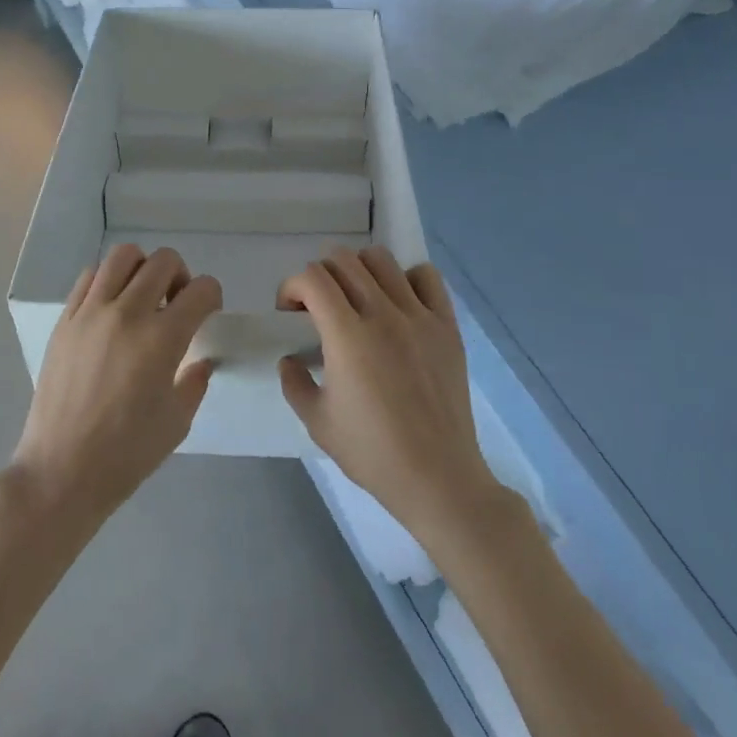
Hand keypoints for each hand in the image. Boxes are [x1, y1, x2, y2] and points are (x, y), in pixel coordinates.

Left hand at [10, 245, 221, 525]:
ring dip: (142, 269)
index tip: (208, 313)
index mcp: (162, 339)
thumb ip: (195, 381)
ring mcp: (91, 312)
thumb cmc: (126, 454)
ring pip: (123, 256)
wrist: (60, 472)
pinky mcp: (65, 319)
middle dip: (181, 275)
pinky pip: (90, 277)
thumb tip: (200, 360)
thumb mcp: (177, 421)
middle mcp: (127, 313)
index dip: (213, 296)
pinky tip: (111, 308)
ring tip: (143, 297)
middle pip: (163, 261)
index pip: (201, 289)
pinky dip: (108, 281)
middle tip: (177, 304)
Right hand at [278, 246, 500, 543]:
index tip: (290, 312)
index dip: (292, 286)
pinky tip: (398, 304)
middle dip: (320, 275)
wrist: (438, 476)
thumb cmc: (372, 452)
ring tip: (357, 299)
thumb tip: (289, 359)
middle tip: (318, 306)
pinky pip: (426, 276)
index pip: (312, 278)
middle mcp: (383, 314)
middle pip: (344, 260)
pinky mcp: (447, 325)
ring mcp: (419, 316)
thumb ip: (294, 383)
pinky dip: (406, 279)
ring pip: (382, 260)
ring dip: (359, 270)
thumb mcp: (317, 422)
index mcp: (347, 335)